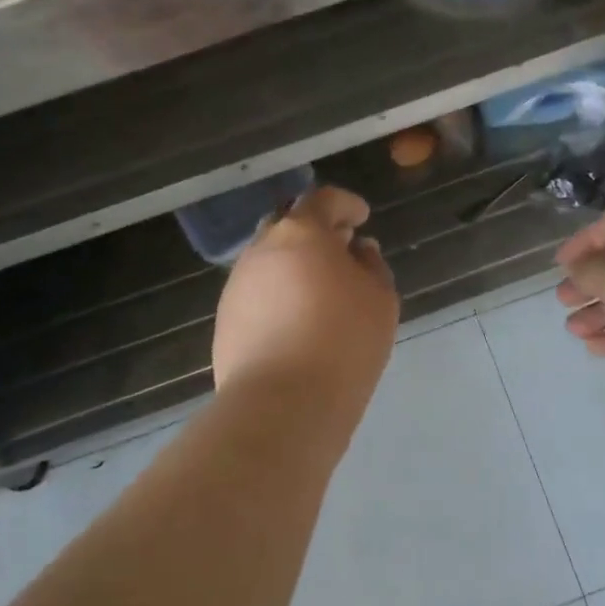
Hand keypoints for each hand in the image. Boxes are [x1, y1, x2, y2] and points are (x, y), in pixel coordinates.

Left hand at [214, 186, 398, 421]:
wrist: (282, 405)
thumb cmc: (343, 342)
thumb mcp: (380, 299)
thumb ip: (372, 265)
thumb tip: (359, 250)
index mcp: (301, 233)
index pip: (323, 200)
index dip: (345, 204)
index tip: (362, 217)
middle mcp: (262, 249)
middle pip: (289, 226)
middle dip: (316, 231)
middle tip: (341, 248)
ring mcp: (237, 285)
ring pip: (269, 260)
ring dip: (294, 264)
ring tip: (321, 288)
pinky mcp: (224, 320)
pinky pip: (257, 293)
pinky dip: (278, 293)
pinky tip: (297, 319)